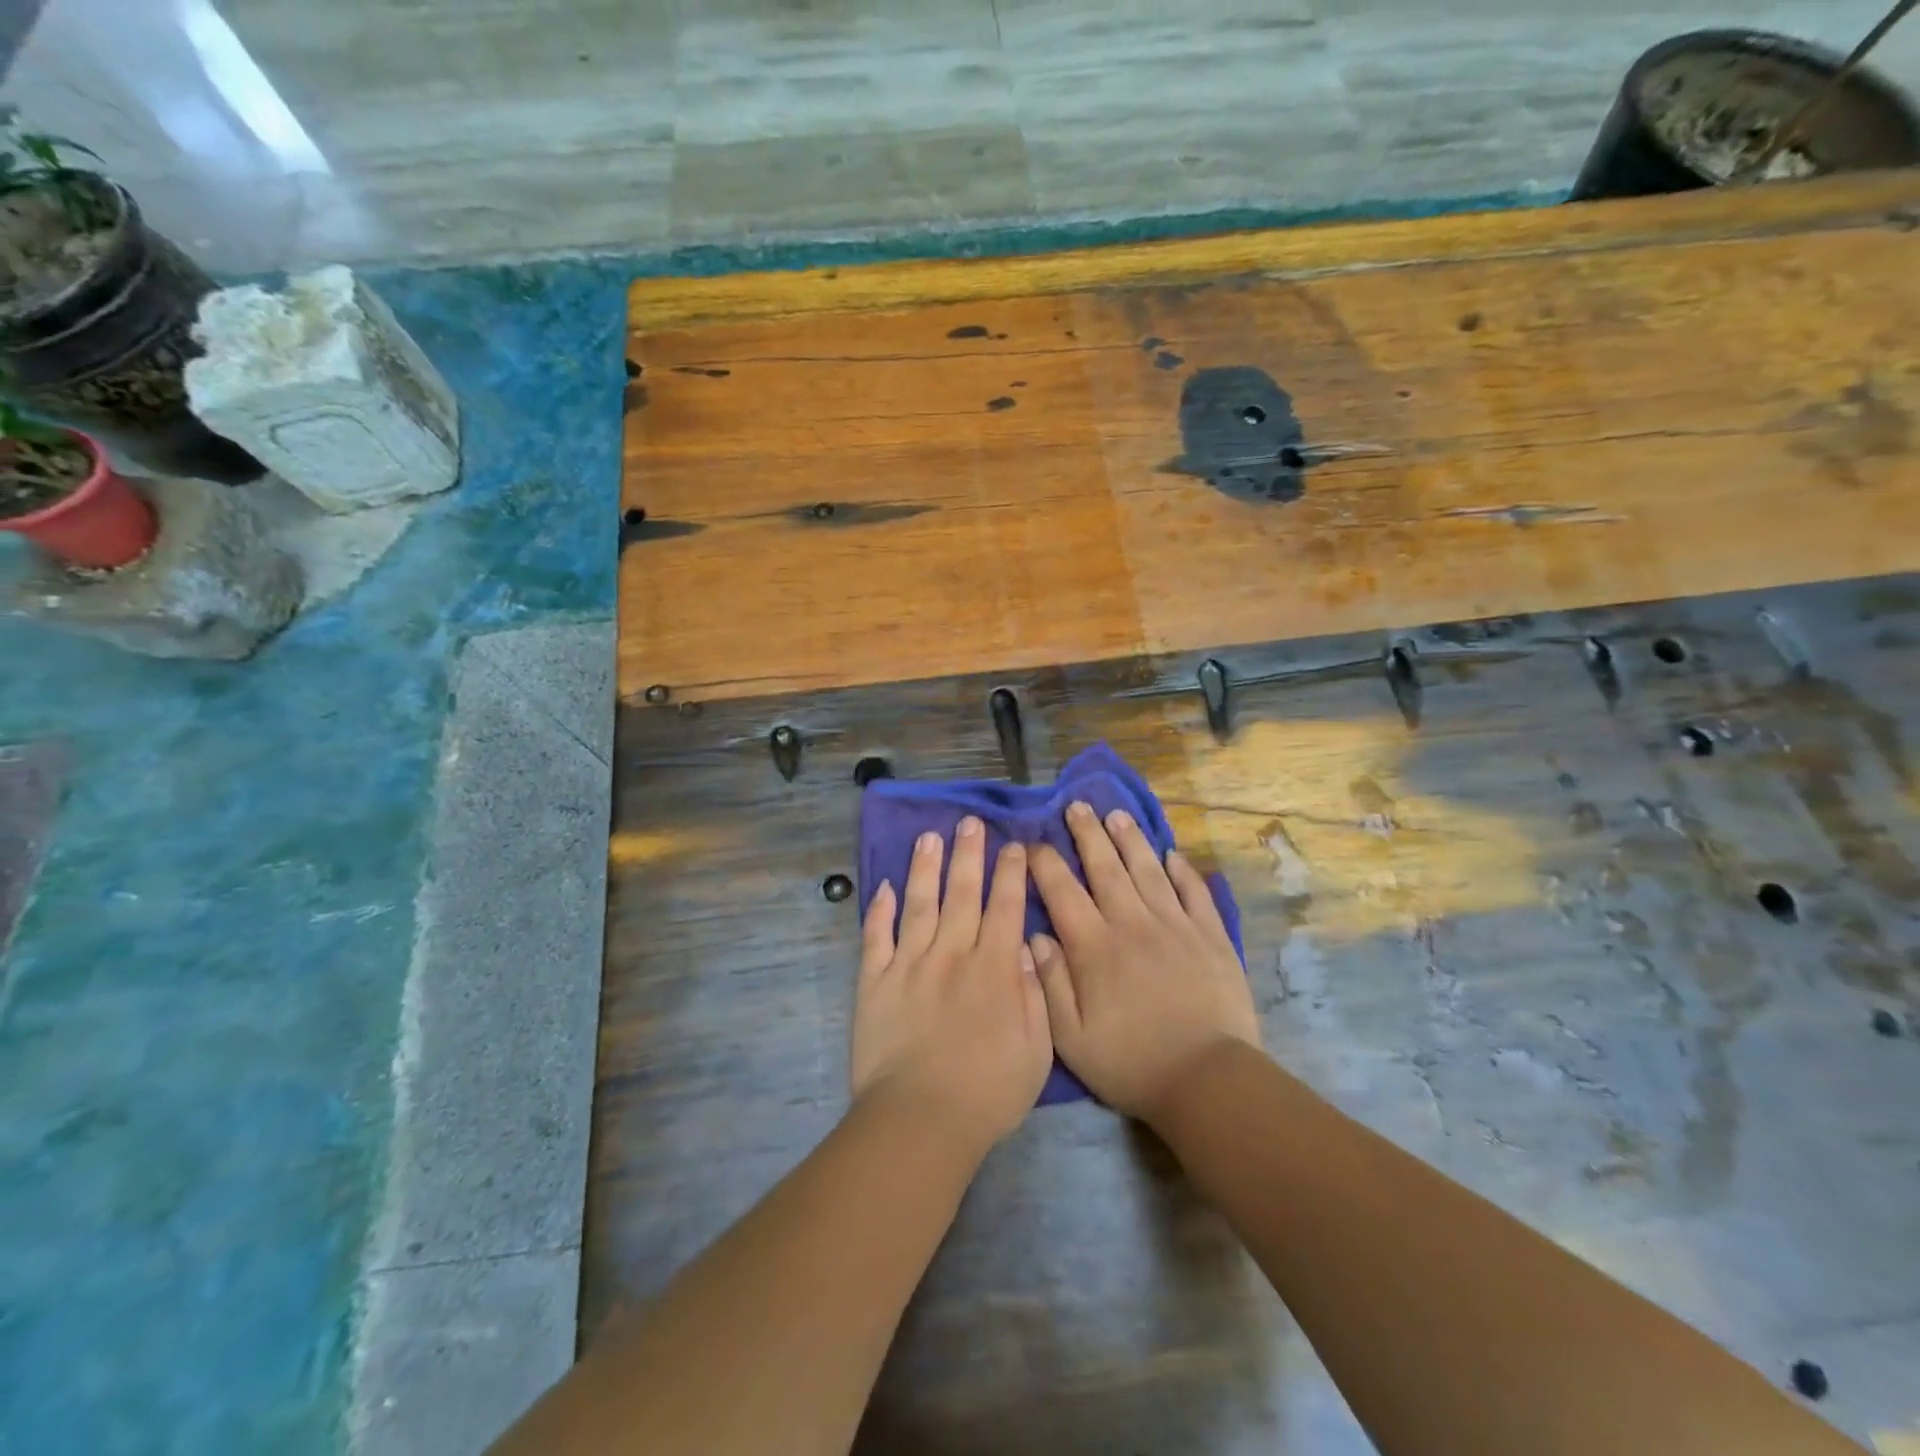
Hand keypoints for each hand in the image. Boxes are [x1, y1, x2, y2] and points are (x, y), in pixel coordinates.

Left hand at [851, 817, 1051, 1151]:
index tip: (1013, 845)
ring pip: (918, 902)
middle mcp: (951, 953)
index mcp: (993, 968)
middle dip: (968, 853)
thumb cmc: (987, 1092)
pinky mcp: (874, 980)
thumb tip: (1025, 948)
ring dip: (924, 867)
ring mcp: (909, 963)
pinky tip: (881, 887)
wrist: (920, 1120)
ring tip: (928, 837)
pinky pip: (875, 936)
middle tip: (970, 822)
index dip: (1010, 873)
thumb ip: (1033, 994)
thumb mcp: (1035, 1050)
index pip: (1005, 906)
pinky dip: (878, 910)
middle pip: (962, 892)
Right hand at [1028, 802, 1258, 1119]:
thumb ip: (1050, 982)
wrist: (1206, 1079)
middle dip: (1088, 834)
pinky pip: (1194, 892)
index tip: (1033, 843)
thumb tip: (1034, 935)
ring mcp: (1175, 925)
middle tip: (1077, 806)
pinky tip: (1172, 854)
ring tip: (1117, 815)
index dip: (1045, 863)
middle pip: (1105, 867)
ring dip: (1131, 840)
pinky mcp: (1210, 935)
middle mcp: (1132, 923)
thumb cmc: (1130, 1062)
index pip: (1062, 891)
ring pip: (1148, 870)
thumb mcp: (1071, 1037)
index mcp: (1094, 946)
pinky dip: (1182, 870)